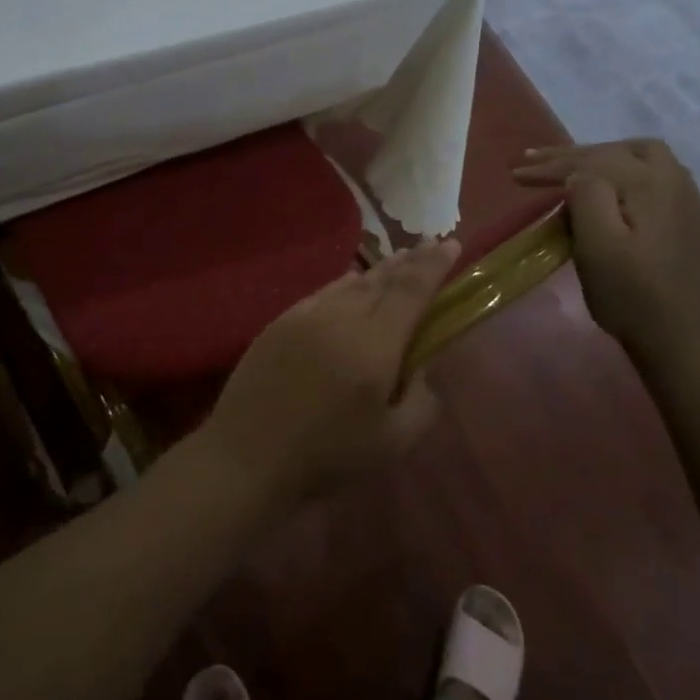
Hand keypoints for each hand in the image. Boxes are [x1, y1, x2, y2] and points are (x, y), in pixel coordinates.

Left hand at [199, 239, 458, 509]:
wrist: (248, 453)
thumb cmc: (327, 455)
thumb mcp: (392, 443)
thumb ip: (421, 403)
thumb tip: (422, 370)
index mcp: (374, 344)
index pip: (411, 291)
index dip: (433, 266)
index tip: (451, 244)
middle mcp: (341, 317)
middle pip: (382, 280)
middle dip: (410, 262)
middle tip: (429, 245)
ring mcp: (305, 316)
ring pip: (350, 284)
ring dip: (378, 271)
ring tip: (397, 262)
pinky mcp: (280, 323)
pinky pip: (323, 294)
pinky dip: (344, 285)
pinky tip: (350, 285)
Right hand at [514, 140, 699, 364]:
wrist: (675, 336)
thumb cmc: (628, 292)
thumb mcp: (598, 245)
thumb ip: (587, 197)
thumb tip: (578, 175)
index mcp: (651, 185)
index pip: (592, 162)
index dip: (551, 166)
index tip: (516, 173)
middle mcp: (674, 181)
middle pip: (617, 151)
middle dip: (572, 155)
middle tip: (534, 162)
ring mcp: (685, 198)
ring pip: (638, 156)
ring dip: (598, 156)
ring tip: (566, 166)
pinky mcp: (684, 216)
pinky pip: (651, 173)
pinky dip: (619, 169)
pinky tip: (604, 184)